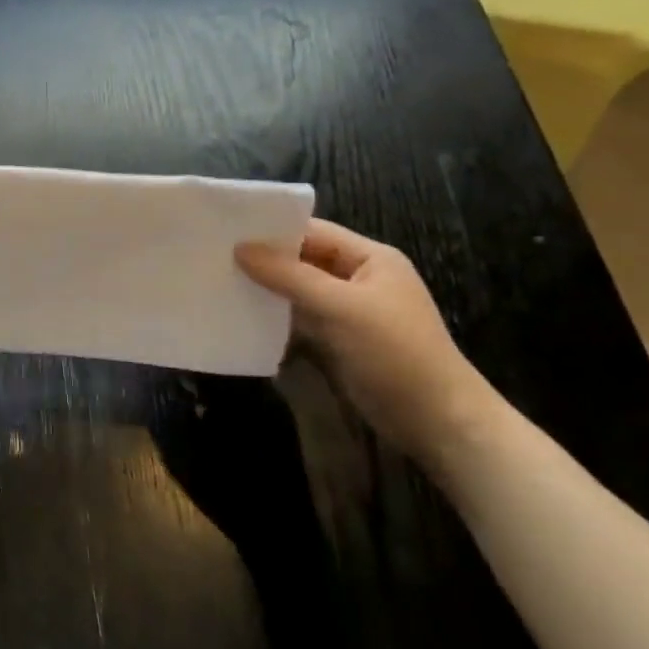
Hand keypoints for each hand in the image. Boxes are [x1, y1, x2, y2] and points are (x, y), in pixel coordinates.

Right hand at [236, 219, 501, 463]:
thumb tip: (241, 248)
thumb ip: (289, 276)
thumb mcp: (340, 307)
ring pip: (297, 290)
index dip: (273, 230)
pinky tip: (241, 316)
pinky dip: (274, 317)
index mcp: (370, 259)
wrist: (434, 419)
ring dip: (265, 288)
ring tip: (218, 282)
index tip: (227, 230)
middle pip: (303, 259)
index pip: (314, 232)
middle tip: (213, 256)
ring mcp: (347, 311)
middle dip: (263, 259)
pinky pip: (299, 319)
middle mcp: (358, 278)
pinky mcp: (337, 340)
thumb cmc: (393, 352)